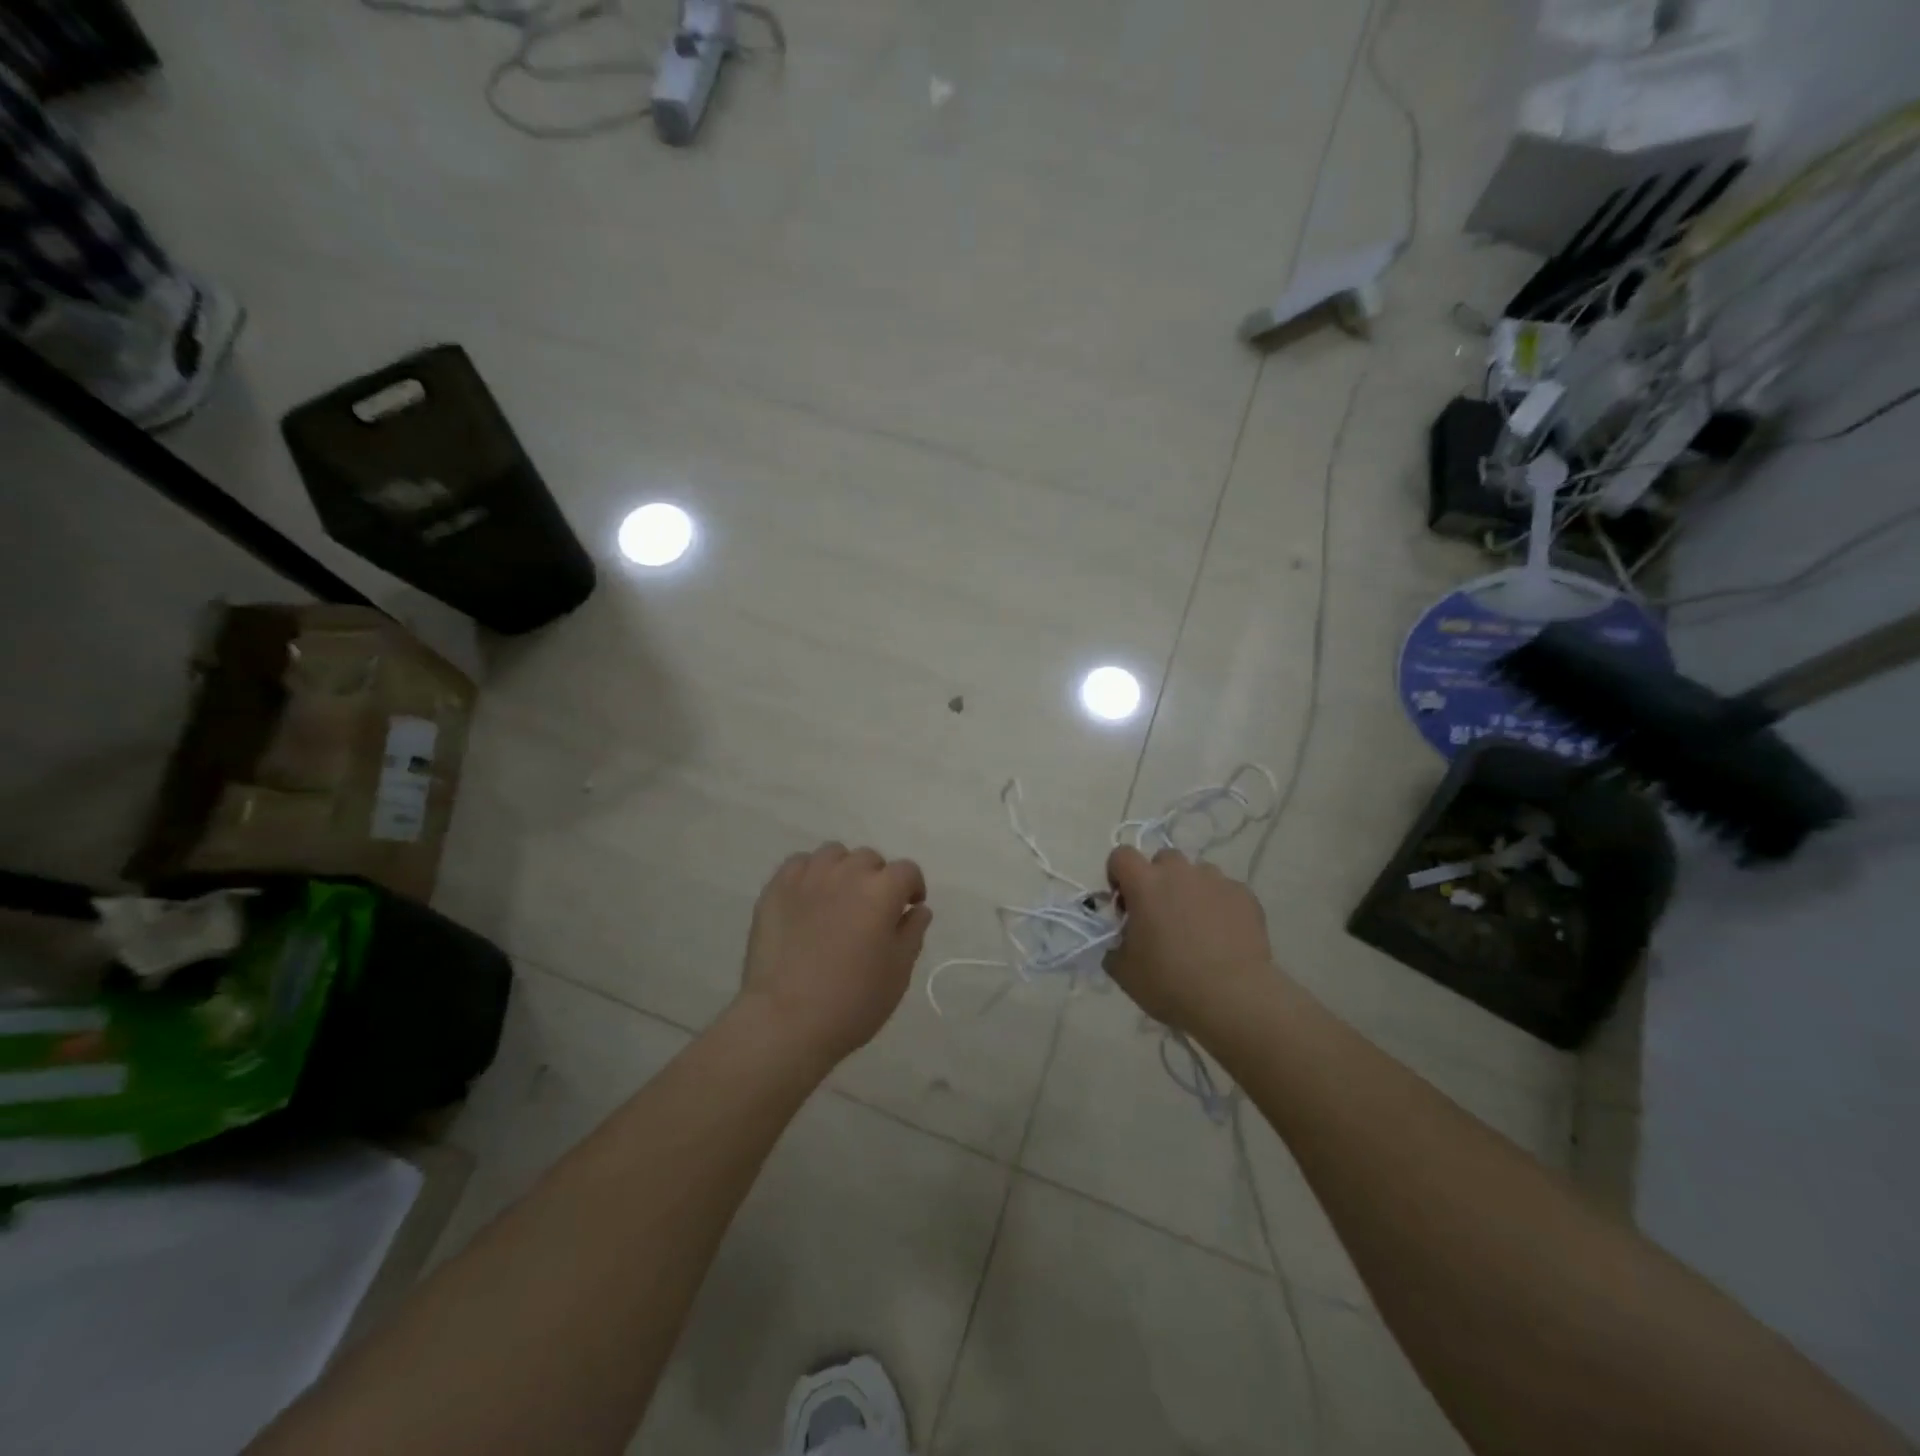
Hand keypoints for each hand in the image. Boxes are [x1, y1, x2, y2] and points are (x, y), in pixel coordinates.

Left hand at [738, 843, 931, 1066]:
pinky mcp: (776, 888)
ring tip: (839, 899)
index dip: (912, 888)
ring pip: (834, 854)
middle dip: (878, 879)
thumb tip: (917, 909)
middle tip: (872, 910)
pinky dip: (810, 874)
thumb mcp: (898, 972)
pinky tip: (808, 900)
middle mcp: (846, 872)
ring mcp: (808, 877)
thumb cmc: (853, 1001)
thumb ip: (912, 932)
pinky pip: (799, 864)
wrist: (786, 1020)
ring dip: (844, 870)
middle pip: (870, 859)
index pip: (907, 871)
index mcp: (882, 890)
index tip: (909, 909)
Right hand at [1103, 846, 1276, 1034]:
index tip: (1125, 904)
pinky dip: (1219, 905)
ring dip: (1190, 891)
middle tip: (1161, 916)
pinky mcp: (1244, 895)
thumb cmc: (1169, 982)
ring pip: (1197, 874)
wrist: (1233, 998)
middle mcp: (1179, 872)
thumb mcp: (1123, 970)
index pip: (1121, 855)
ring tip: (1197, 927)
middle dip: (1158, 880)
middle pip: (1163, 860)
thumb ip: (1115, 944)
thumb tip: (1122, 939)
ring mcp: (1215, 880)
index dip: (1118, 875)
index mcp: (1144, 883)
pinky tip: (1224, 936)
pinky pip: (1225, 891)